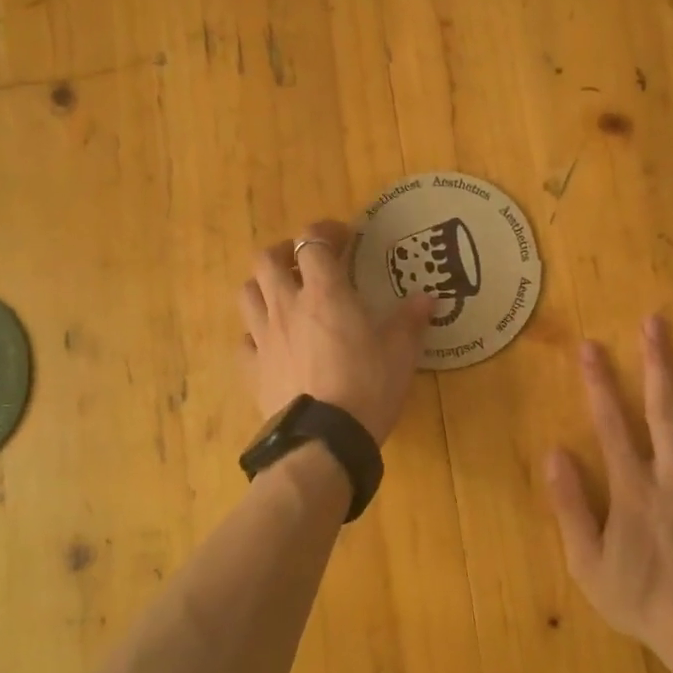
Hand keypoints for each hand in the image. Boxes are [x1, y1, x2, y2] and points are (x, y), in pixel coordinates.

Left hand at [238, 220, 437, 442]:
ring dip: (263, 286)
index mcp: (325, 294)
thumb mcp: (401, 353)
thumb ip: (411, 321)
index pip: (312, 242)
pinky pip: (244, 341)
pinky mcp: (252, 370)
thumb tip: (428, 298)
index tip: (343, 237)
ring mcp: (263, 338)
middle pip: (266, 259)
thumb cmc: (368, 387)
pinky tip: (271, 344)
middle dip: (284, 252)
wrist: (324, 440)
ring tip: (283, 296)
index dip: (325, 232)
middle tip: (304, 262)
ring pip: (247, 293)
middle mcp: (287, 307)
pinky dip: (255, 334)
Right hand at [545, 316, 672, 659]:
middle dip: (657, 362)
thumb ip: (570, 506)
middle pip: (664, 409)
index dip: (599, 384)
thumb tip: (554, 453)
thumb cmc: (643, 600)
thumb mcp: (588, 563)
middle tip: (656, 321)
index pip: (611, 425)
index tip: (591, 347)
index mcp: (633, 488)